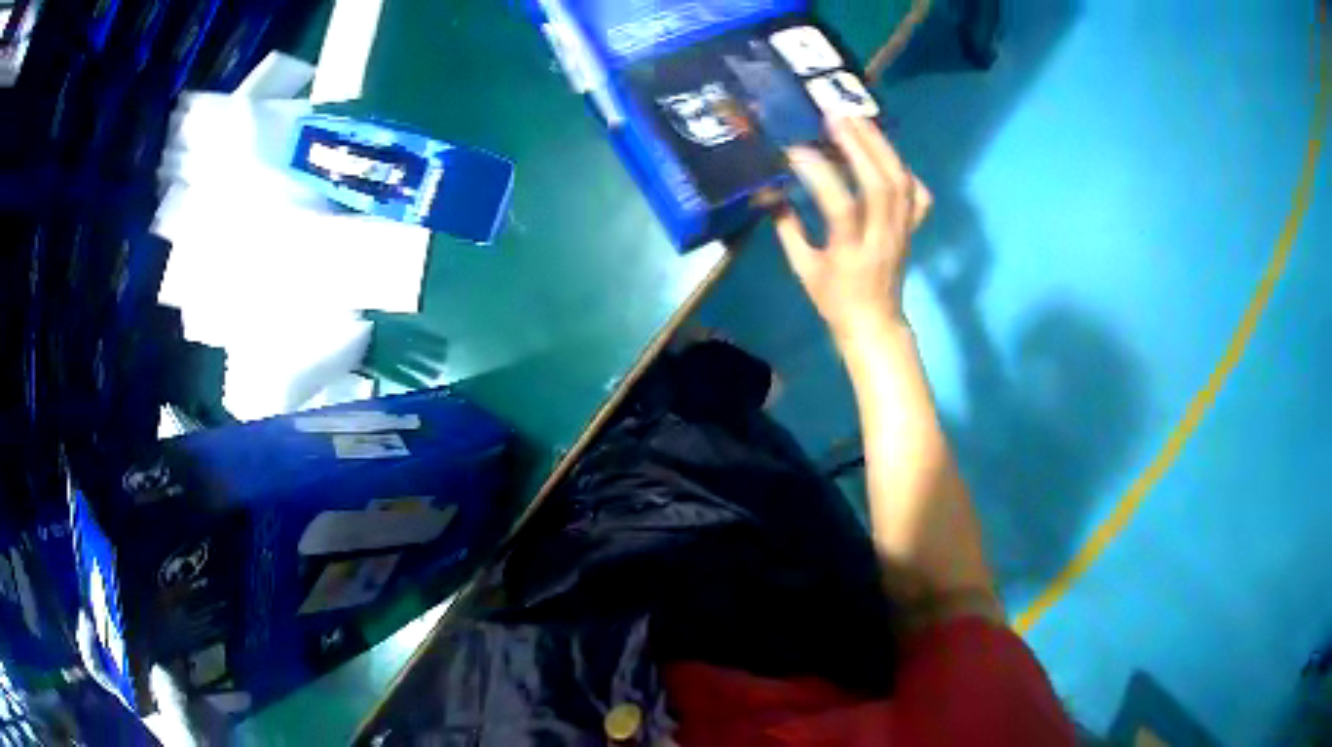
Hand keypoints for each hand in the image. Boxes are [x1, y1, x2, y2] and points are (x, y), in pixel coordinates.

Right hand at [775, 117, 930, 344]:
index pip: (841, 208)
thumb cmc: (834, 299)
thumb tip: (770, 192)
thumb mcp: (803, 269)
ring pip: (901, 184)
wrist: (875, 323)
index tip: (796, 149)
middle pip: (880, 186)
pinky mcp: (913, 229)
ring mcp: (902, 232)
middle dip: (859, 145)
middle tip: (836, 115)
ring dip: (881, 146)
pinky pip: (918, 196)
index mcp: (850, 253)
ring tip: (859, 118)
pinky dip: (905, 169)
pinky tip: (886, 152)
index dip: (821, 175)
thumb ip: (786, 229)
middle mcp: (882, 238)